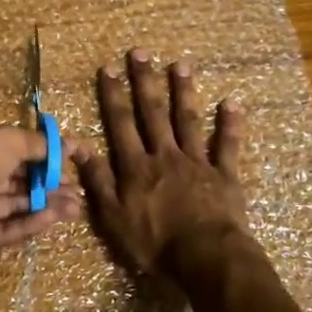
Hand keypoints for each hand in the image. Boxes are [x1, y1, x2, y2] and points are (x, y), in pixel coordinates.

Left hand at [0, 124, 83, 254]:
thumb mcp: (7, 140)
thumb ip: (38, 145)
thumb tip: (66, 145)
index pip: (19, 150)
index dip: (46, 157)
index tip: (75, 162)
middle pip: (18, 181)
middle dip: (50, 185)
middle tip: (79, 192)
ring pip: (14, 206)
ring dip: (45, 205)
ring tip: (76, 208)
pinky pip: (3, 230)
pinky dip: (27, 224)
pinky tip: (51, 219)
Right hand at [76, 49, 248, 279]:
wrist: (206, 259)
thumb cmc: (155, 244)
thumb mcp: (113, 218)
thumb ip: (98, 181)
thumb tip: (79, 147)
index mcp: (136, 167)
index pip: (120, 124)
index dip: (113, 95)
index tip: (108, 68)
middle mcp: (165, 156)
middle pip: (153, 113)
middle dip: (145, 81)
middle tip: (141, 53)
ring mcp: (197, 162)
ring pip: (188, 120)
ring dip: (183, 91)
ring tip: (180, 65)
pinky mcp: (224, 175)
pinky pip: (227, 145)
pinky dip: (230, 124)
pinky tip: (232, 102)